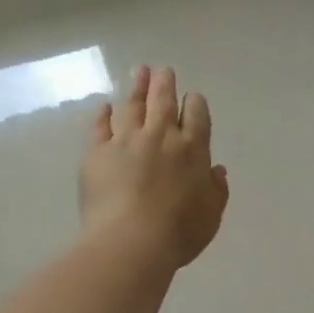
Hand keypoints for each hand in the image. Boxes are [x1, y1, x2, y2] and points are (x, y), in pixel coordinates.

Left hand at [81, 66, 229, 268]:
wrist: (131, 242)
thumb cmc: (179, 233)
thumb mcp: (211, 215)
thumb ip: (216, 189)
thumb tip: (216, 169)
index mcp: (193, 149)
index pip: (196, 115)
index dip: (195, 103)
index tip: (192, 98)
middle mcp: (161, 136)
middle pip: (163, 101)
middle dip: (165, 83)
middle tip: (163, 71)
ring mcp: (126, 141)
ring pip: (132, 105)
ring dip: (137, 87)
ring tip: (139, 71)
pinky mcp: (97, 152)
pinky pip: (100, 127)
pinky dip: (103, 115)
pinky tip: (104, 107)